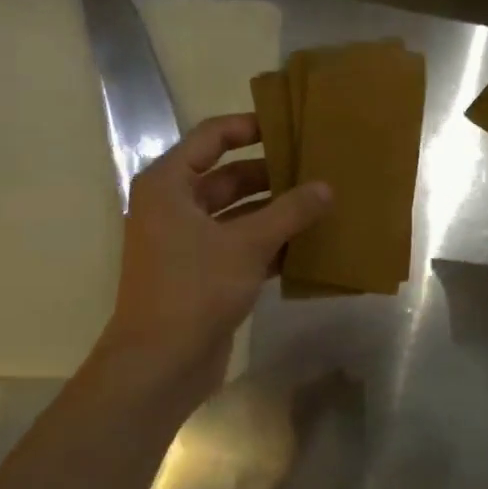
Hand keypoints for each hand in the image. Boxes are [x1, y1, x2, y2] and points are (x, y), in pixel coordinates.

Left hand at [94, 114, 330, 402]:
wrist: (160, 362)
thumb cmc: (195, 289)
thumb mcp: (247, 244)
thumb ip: (289, 212)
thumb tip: (326, 188)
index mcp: (169, 185)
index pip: (211, 138)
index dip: (248, 127)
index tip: (288, 125)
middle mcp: (174, 207)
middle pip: (227, 177)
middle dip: (271, 174)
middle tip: (316, 168)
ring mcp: (187, 243)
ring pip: (238, 214)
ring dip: (275, 211)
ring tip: (321, 203)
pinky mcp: (202, 273)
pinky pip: (240, 246)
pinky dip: (270, 244)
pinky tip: (308, 245)